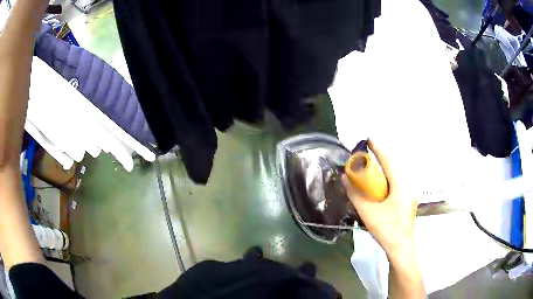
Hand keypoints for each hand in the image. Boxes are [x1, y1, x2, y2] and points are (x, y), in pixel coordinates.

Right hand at [342, 140, 417, 258]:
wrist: (401, 248)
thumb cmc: (387, 231)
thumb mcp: (368, 214)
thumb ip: (356, 195)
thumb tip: (345, 179)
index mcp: (401, 187)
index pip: (390, 162)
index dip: (379, 149)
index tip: (369, 139)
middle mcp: (409, 187)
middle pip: (395, 166)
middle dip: (381, 157)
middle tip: (367, 154)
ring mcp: (410, 194)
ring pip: (397, 175)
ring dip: (385, 168)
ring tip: (372, 166)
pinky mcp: (408, 201)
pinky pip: (398, 183)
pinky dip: (388, 178)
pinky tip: (381, 184)